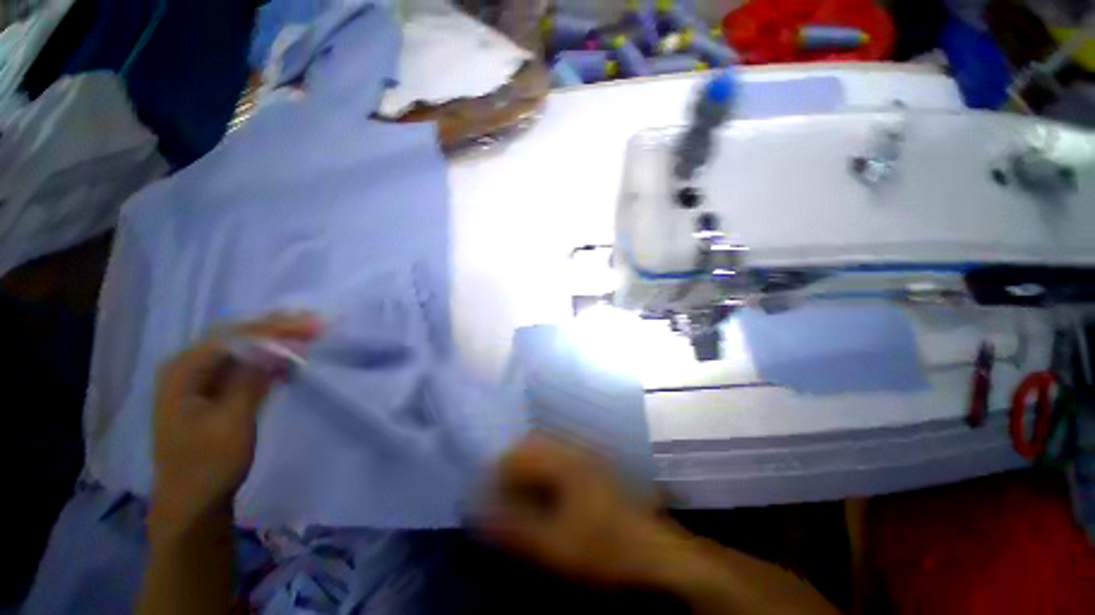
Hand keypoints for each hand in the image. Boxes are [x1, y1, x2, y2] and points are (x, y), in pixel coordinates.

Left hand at [149, 313, 322, 533]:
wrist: (192, 503)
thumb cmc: (209, 464)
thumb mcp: (232, 421)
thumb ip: (251, 378)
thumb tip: (278, 345)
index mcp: (184, 370)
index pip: (234, 336)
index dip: (275, 328)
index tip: (312, 326)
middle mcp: (188, 367)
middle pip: (236, 337)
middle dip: (276, 329)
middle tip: (314, 324)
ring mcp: (199, 380)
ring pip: (242, 350)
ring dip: (275, 342)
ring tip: (307, 335)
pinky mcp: (212, 393)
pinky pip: (243, 367)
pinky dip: (268, 360)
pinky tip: (288, 361)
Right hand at [480, 434, 686, 588]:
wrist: (652, 551)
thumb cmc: (601, 547)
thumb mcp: (552, 544)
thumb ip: (513, 526)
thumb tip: (481, 511)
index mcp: (562, 461)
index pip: (518, 454)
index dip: (498, 474)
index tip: (489, 497)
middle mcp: (574, 448)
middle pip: (532, 444)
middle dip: (513, 466)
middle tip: (505, 494)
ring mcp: (587, 453)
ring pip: (547, 447)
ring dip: (529, 465)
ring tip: (523, 493)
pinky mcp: (595, 464)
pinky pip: (561, 454)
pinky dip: (546, 468)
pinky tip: (549, 492)